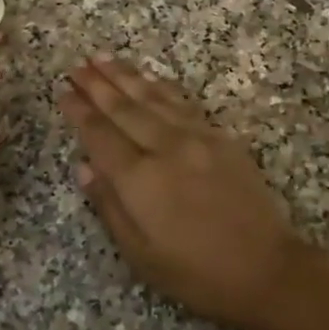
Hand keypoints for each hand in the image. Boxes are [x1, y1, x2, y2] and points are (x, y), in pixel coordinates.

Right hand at [58, 56, 304, 329]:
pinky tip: (150, 77)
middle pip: (124, 108)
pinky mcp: (220, 137)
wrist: (266, 267)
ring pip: (153, 97)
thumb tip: (84, 165)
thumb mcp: (140, 254)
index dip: (79, 111)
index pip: (100, 135)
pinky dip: (162, 86)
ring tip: (103, 57)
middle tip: (76, 64)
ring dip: (126, 75)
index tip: (63, 90)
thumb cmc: (196, 272)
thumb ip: (109, 205)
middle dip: (97, 84)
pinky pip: (183, 102)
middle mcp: (165, 148)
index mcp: (139, 179)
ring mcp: (196, 137)